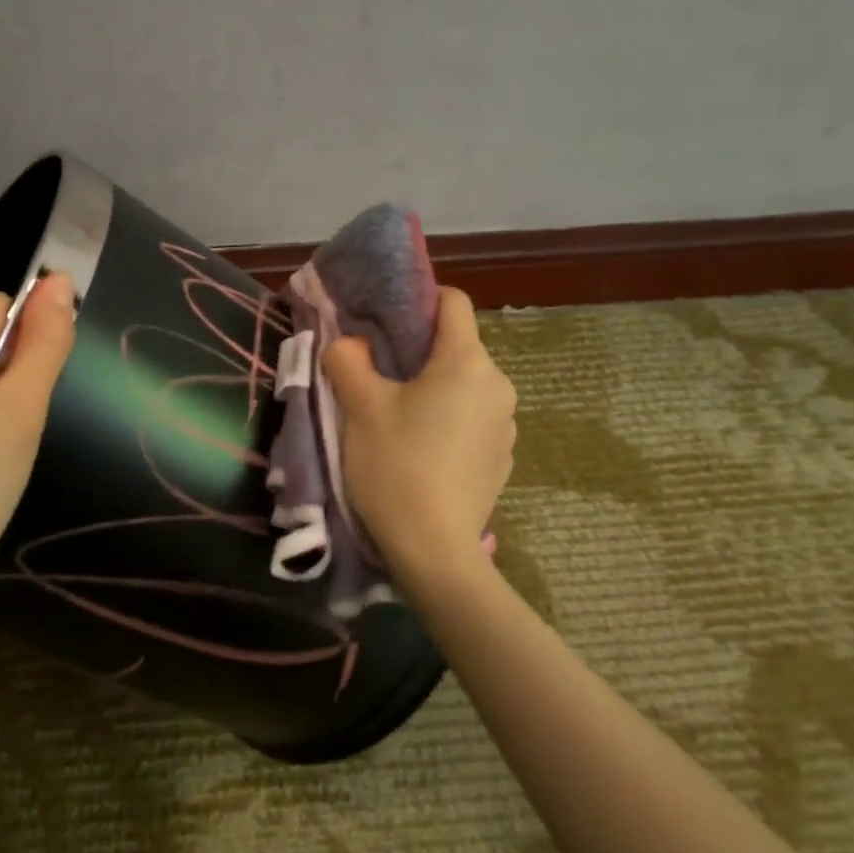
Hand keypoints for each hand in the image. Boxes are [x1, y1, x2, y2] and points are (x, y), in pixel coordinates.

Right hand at [323, 287, 515, 595]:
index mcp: (467, 362)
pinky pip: (472, 419)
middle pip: (457, 346)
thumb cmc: (396, 466)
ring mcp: (505, 425)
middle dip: (418, 352)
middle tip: (378, 375)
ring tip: (397, 417)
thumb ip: (348, 359)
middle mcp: (498, 385)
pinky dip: (448, 420)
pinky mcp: (502, 458)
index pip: (454, 302)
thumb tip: (350, 343)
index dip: (418, 301)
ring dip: (433, 388)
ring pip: (464, 385)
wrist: (433, 551)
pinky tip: (421, 451)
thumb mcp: (359, 407)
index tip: (385, 323)